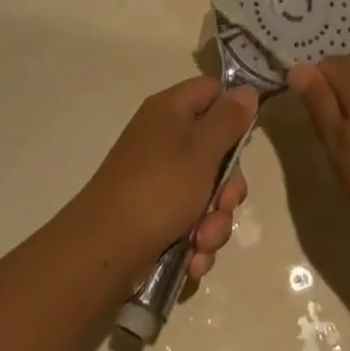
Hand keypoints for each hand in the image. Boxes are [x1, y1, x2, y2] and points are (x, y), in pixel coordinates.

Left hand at [79, 77, 256, 282]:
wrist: (102, 252)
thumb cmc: (158, 190)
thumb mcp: (202, 150)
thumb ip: (229, 120)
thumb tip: (246, 90)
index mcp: (170, 111)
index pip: (211, 91)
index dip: (232, 111)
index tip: (246, 141)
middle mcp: (163, 138)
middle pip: (215, 149)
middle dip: (227, 187)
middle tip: (223, 205)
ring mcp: (157, 177)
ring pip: (205, 191)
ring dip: (214, 222)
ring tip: (203, 243)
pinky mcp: (154, 214)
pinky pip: (189, 220)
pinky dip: (195, 240)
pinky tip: (192, 260)